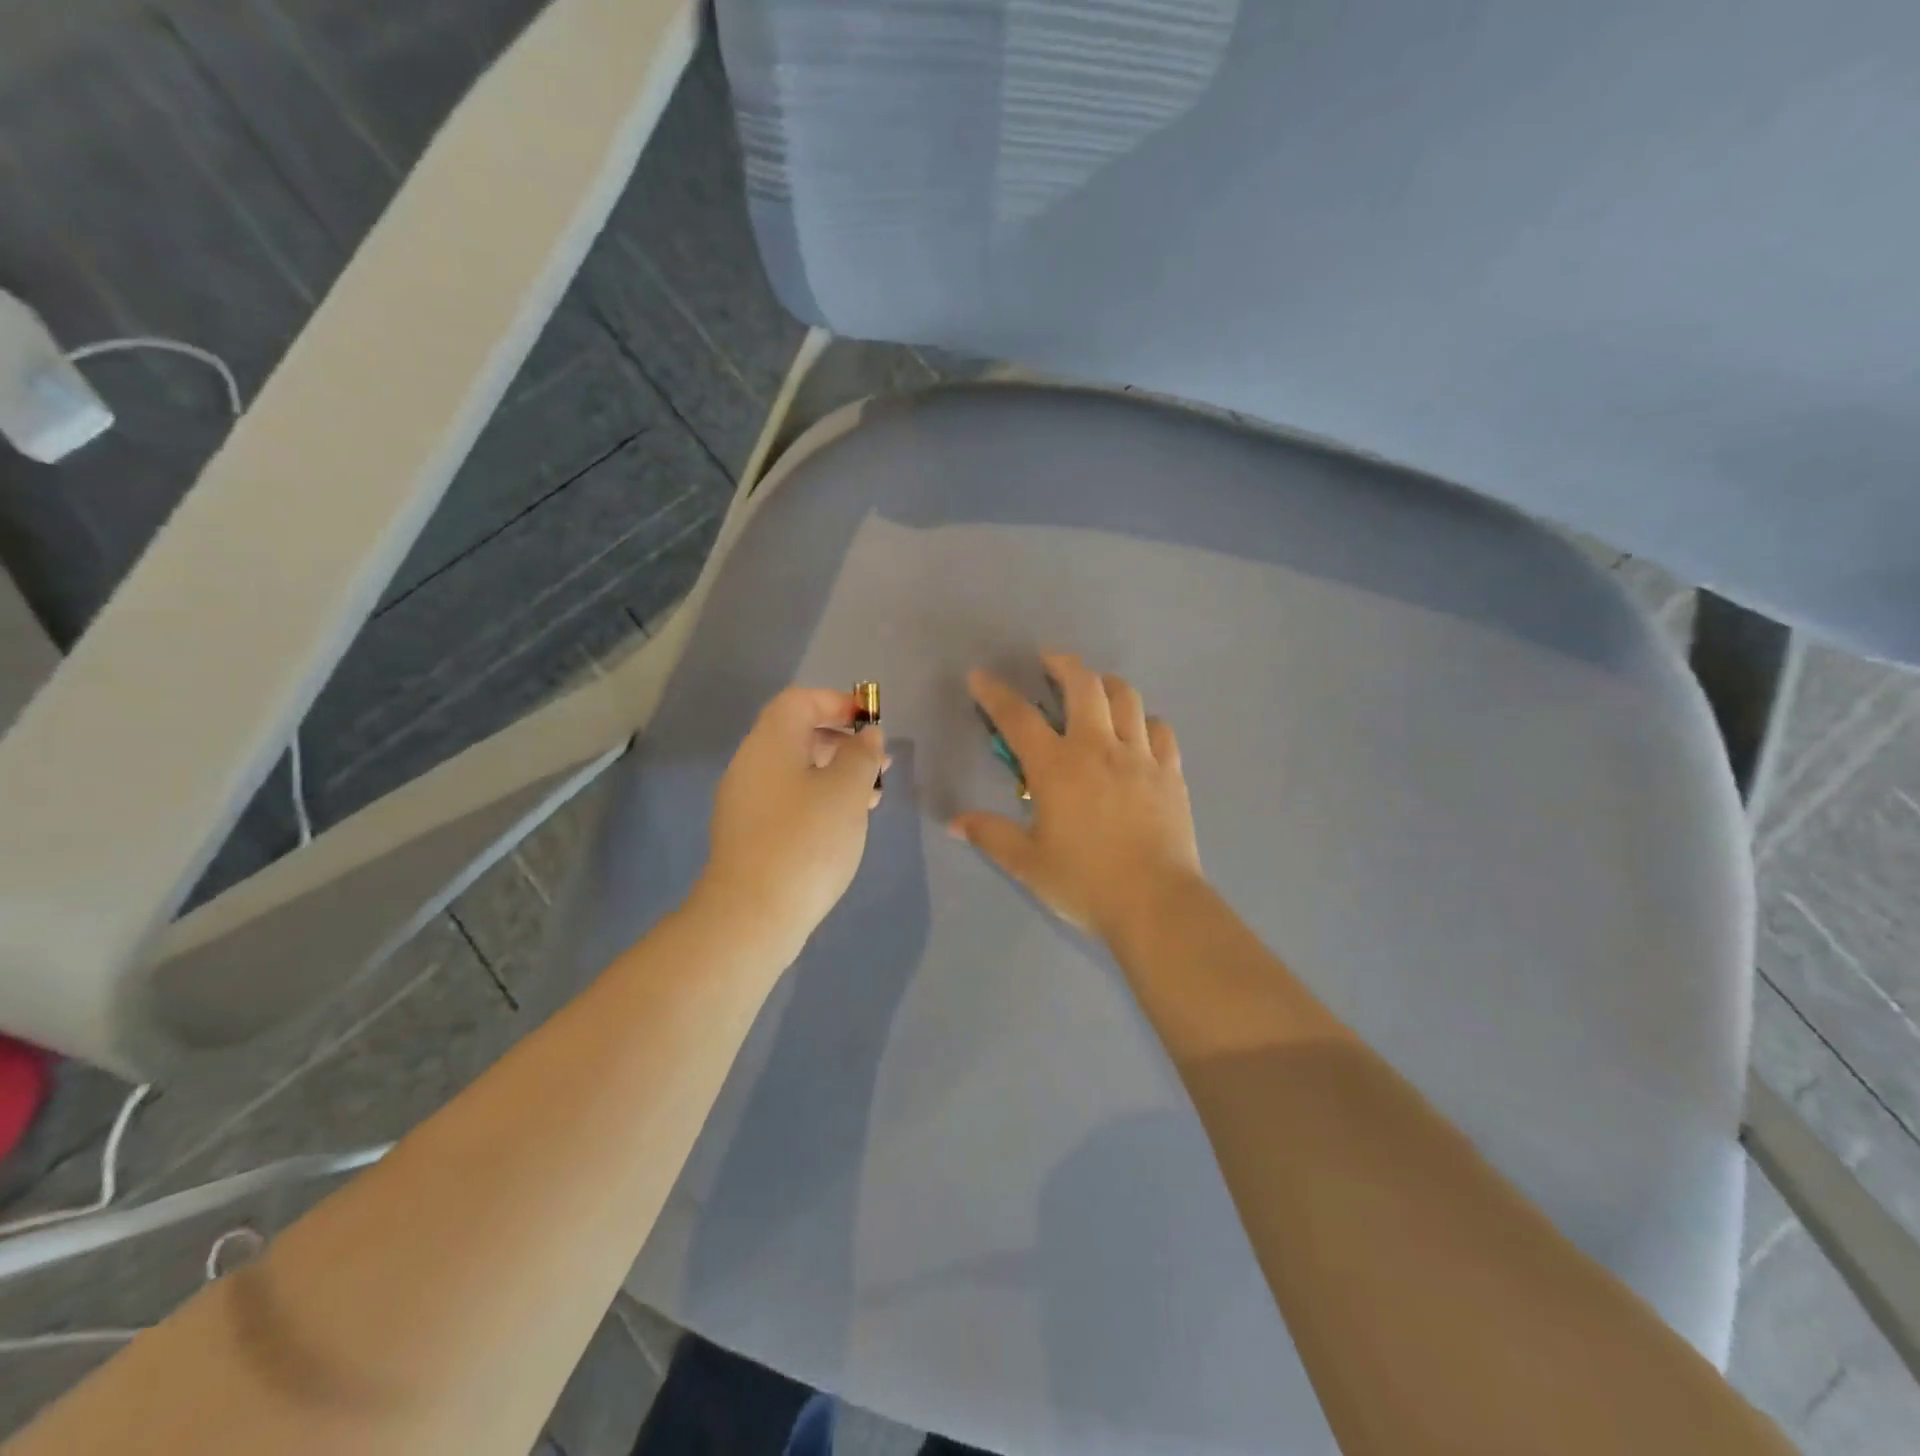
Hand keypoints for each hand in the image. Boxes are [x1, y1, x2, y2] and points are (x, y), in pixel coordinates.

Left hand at [695, 686, 887, 964]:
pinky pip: (786, 799)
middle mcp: (750, 764)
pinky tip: (841, 825)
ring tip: (870, 798)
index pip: (800, 701)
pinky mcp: (748, 833)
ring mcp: (744, 801)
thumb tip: (866, 736)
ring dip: (834, 774)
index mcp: (770, 743)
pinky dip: (817, 799)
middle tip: (878, 764)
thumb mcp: (847, 791)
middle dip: (841, 742)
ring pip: (794, 770)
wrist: (752, 914)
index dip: (837, 702)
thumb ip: (861, 755)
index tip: (870, 723)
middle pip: (796, 734)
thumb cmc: (807, 840)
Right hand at [951, 654, 1202, 941]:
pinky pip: (1159, 729)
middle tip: (1049, 661)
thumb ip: (990, 835)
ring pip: (1126, 697)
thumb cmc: (1085, 883)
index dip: (995, 693)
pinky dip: (1143, 720)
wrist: (1156, 904)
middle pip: (1083, 685)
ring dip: (1106, 684)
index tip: (980, 676)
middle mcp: (1098, 748)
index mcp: (1057, 767)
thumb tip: (954, 822)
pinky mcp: (1170, 772)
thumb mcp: (1028, 863)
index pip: (1018, 717)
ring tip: (1094, 688)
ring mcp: (1140, 756)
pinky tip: (1136, 731)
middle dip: (1062, 664)